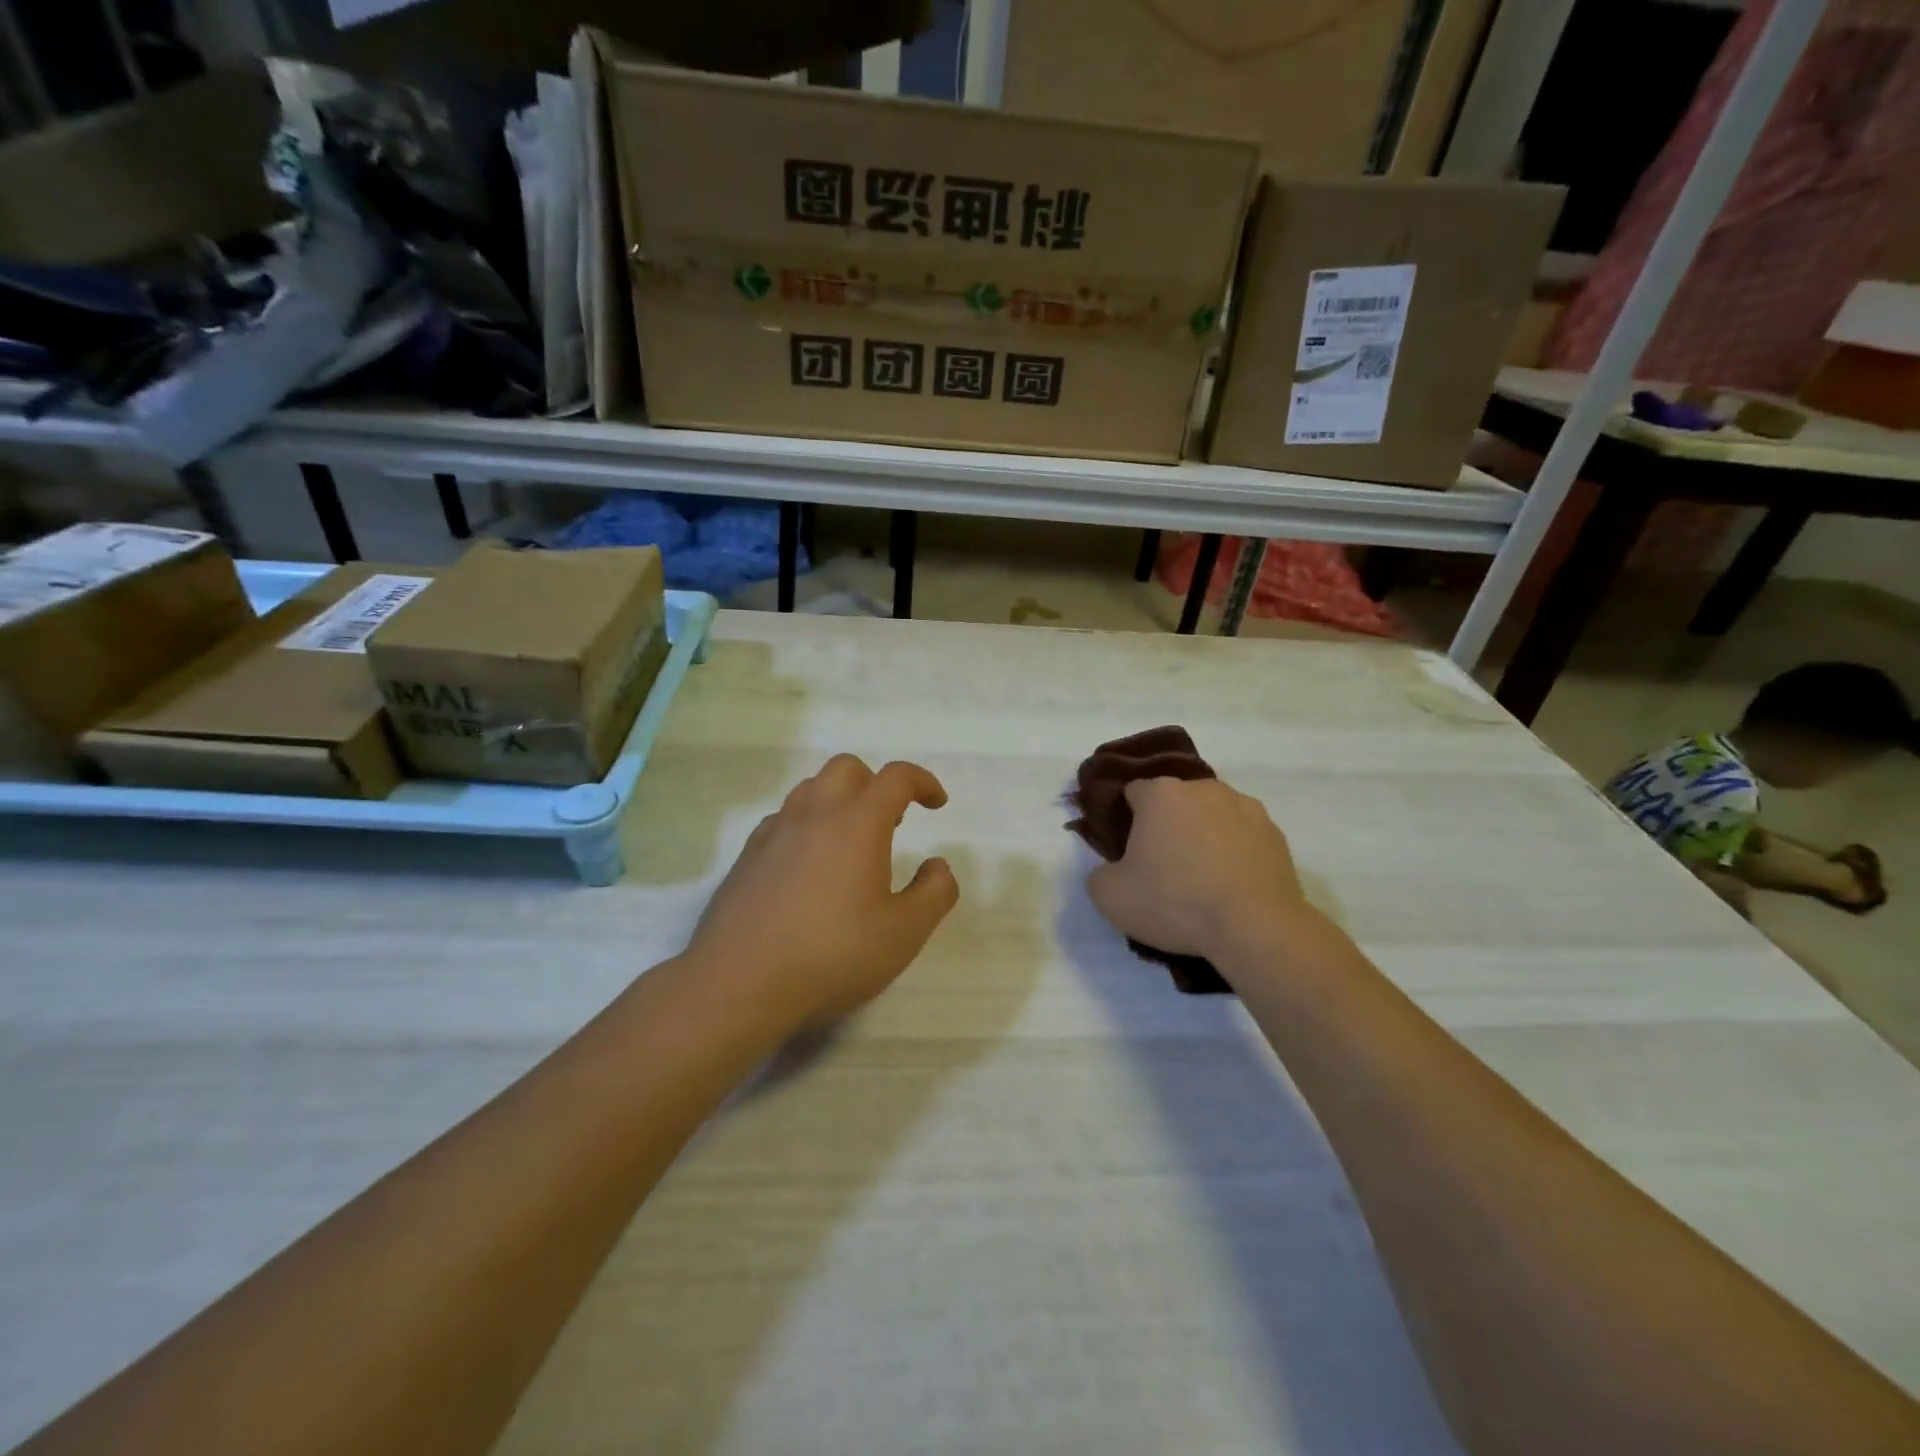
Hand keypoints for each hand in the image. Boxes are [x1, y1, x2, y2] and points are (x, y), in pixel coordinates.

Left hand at [687, 755, 958, 1026]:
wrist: (739, 983)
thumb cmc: (832, 955)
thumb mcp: (903, 934)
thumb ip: (934, 893)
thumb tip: (937, 866)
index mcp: (857, 824)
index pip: (896, 778)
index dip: (922, 782)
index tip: (936, 804)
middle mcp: (814, 814)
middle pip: (847, 768)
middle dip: (876, 784)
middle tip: (891, 822)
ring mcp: (774, 832)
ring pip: (810, 789)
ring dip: (839, 800)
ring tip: (851, 844)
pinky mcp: (747, 855)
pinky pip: (783, 818)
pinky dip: (806, 824)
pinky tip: (809, 865)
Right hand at [1086, 777, 1308, 963]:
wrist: (1254, 928)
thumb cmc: (1174, 902)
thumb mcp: (1110, 897)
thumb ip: (1099, 874)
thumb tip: (1111, 869)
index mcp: (1161, 794)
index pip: (1133, 792)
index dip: (1126, 819)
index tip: (1127, 850)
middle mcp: (1203, 789)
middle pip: (1175, 801)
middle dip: (1167, 824)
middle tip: (1163, 867)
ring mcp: (1245, 807)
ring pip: (1212, 815)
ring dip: (1203, 835)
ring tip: (1203, 878)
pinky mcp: (1275, 833)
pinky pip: (1243, 835)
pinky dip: (1234, 851)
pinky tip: (1231, 884)